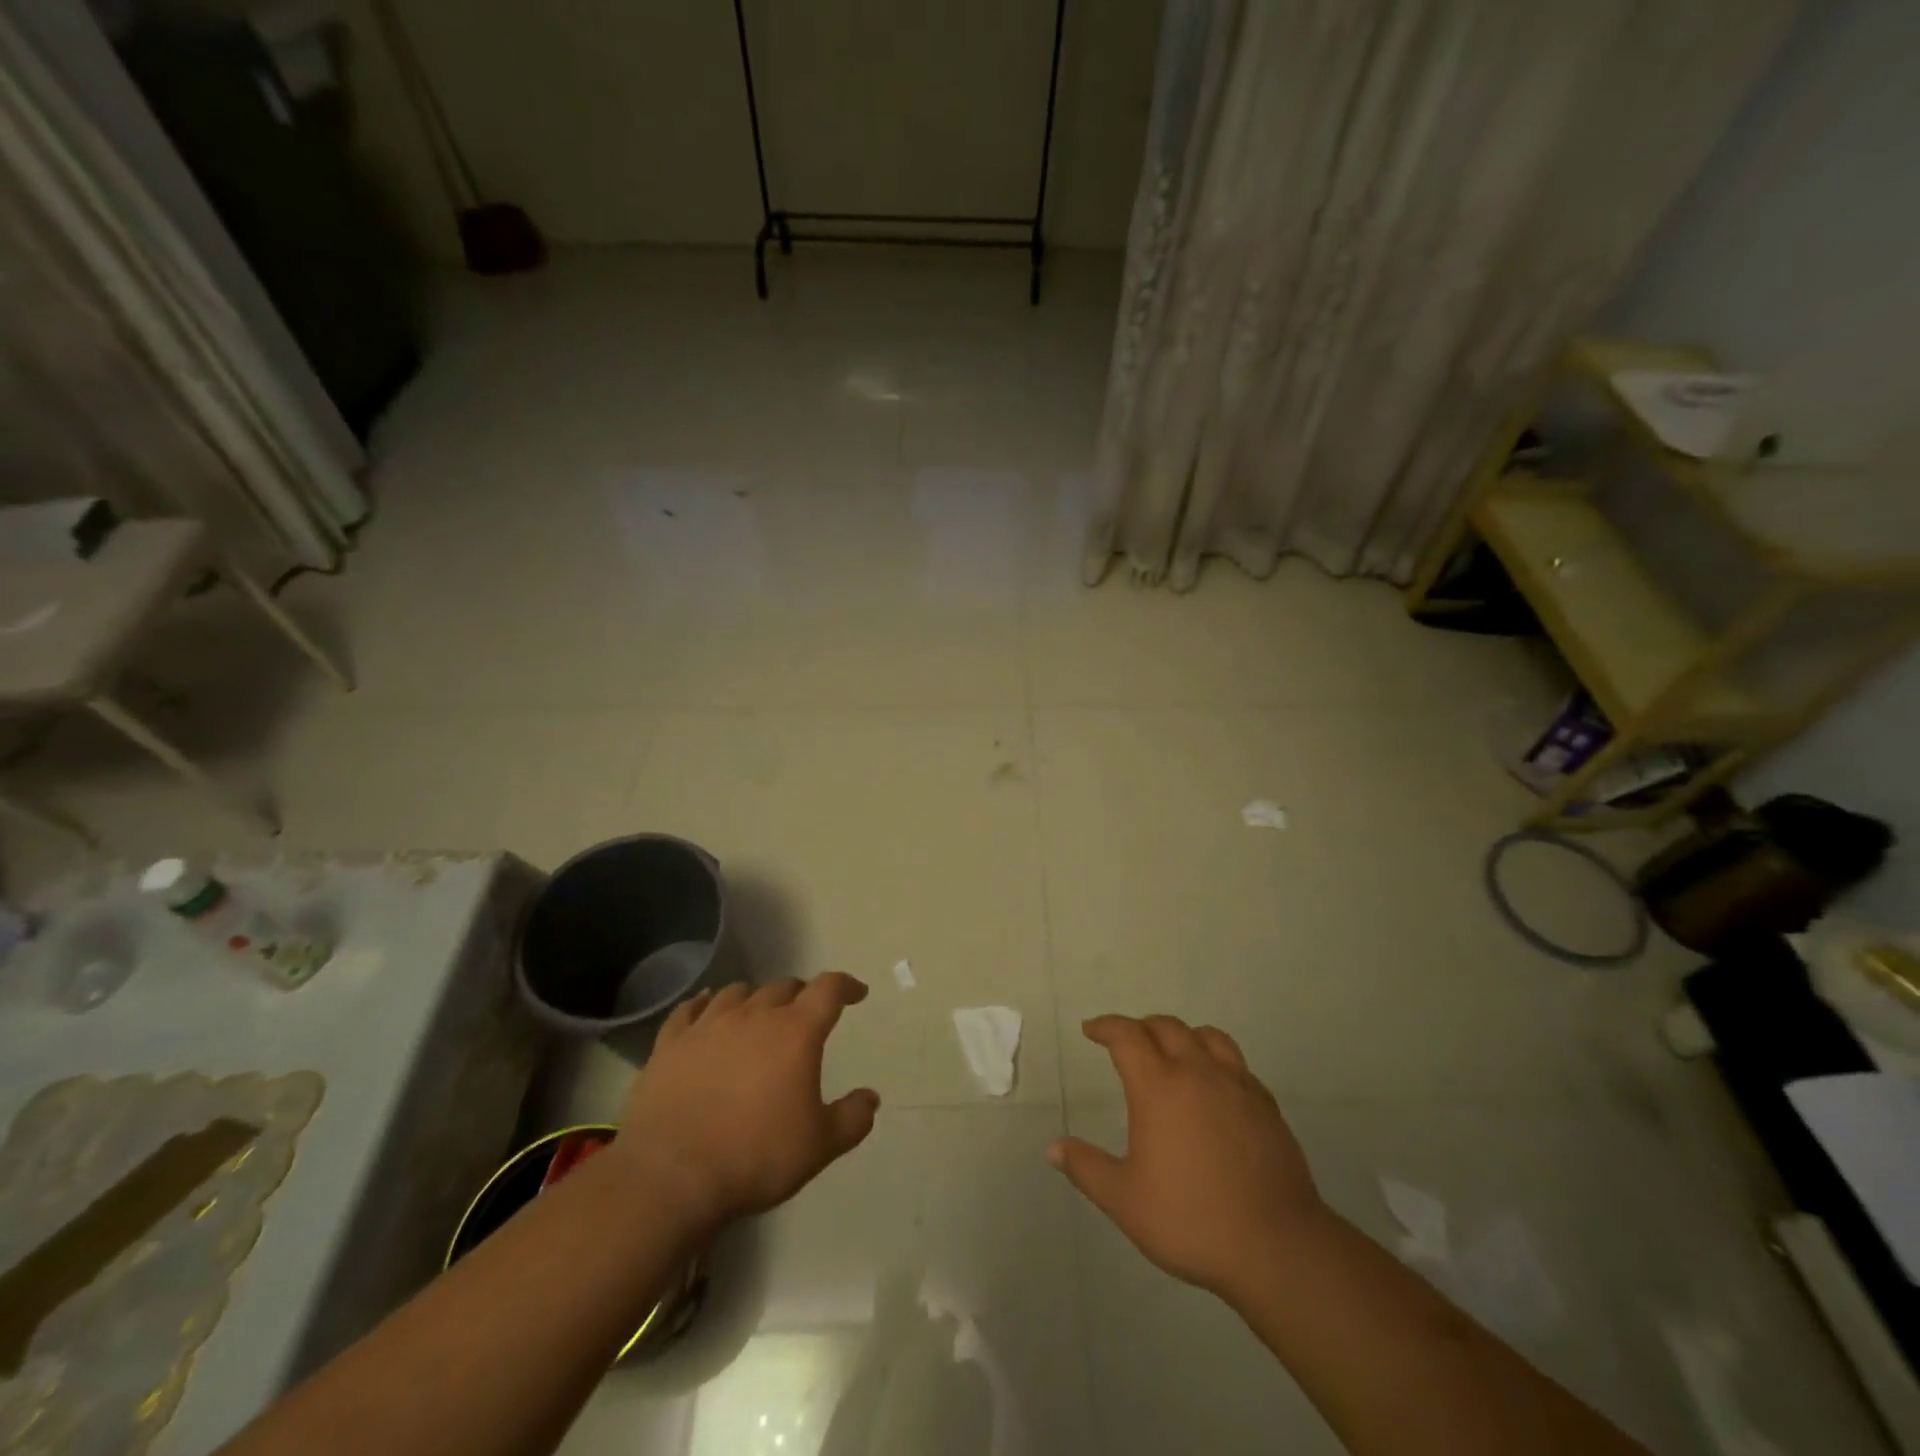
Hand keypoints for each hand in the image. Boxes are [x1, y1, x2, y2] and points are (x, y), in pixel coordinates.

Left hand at [615, 974, 879, 1234]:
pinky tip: (705, 1007)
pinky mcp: (671, 1043)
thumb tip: (871, 1098)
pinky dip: (704, 1004)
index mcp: (796, 1032)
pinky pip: (689, 1010)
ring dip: (755, 997)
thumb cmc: (756, 1157)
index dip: (846, 986)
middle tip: (806, 1012)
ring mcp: (708, 1026)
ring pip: (737, 992)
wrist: (671, 1176)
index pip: (828, 989)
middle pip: (783, 986)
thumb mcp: (819, 1146)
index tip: (856, 992)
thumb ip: (852, 1118)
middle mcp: (754, 1016)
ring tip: (759, 1011)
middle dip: (800, 994)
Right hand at [1049, 1015, 1326, 1300]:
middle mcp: (1197, 1072)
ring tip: (1172, 1052)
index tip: (1091, 1030)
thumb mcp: (1125, 1201)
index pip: (1127, 1036)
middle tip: (1126, 1041)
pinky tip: (1213, 1087)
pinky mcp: (1266, 1105)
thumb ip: (1087, 1169)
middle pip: (1166, 1027)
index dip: (1106, 1026)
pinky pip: (1236, 1063)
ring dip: (1182, 1035)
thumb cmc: (1191, 1220)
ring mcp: (1236, 1085)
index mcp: (1158, 1086)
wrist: (1276, 1246)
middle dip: (1141, 1027)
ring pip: (1207, 1036)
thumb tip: (1053, 1148)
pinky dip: (1215, 1060)